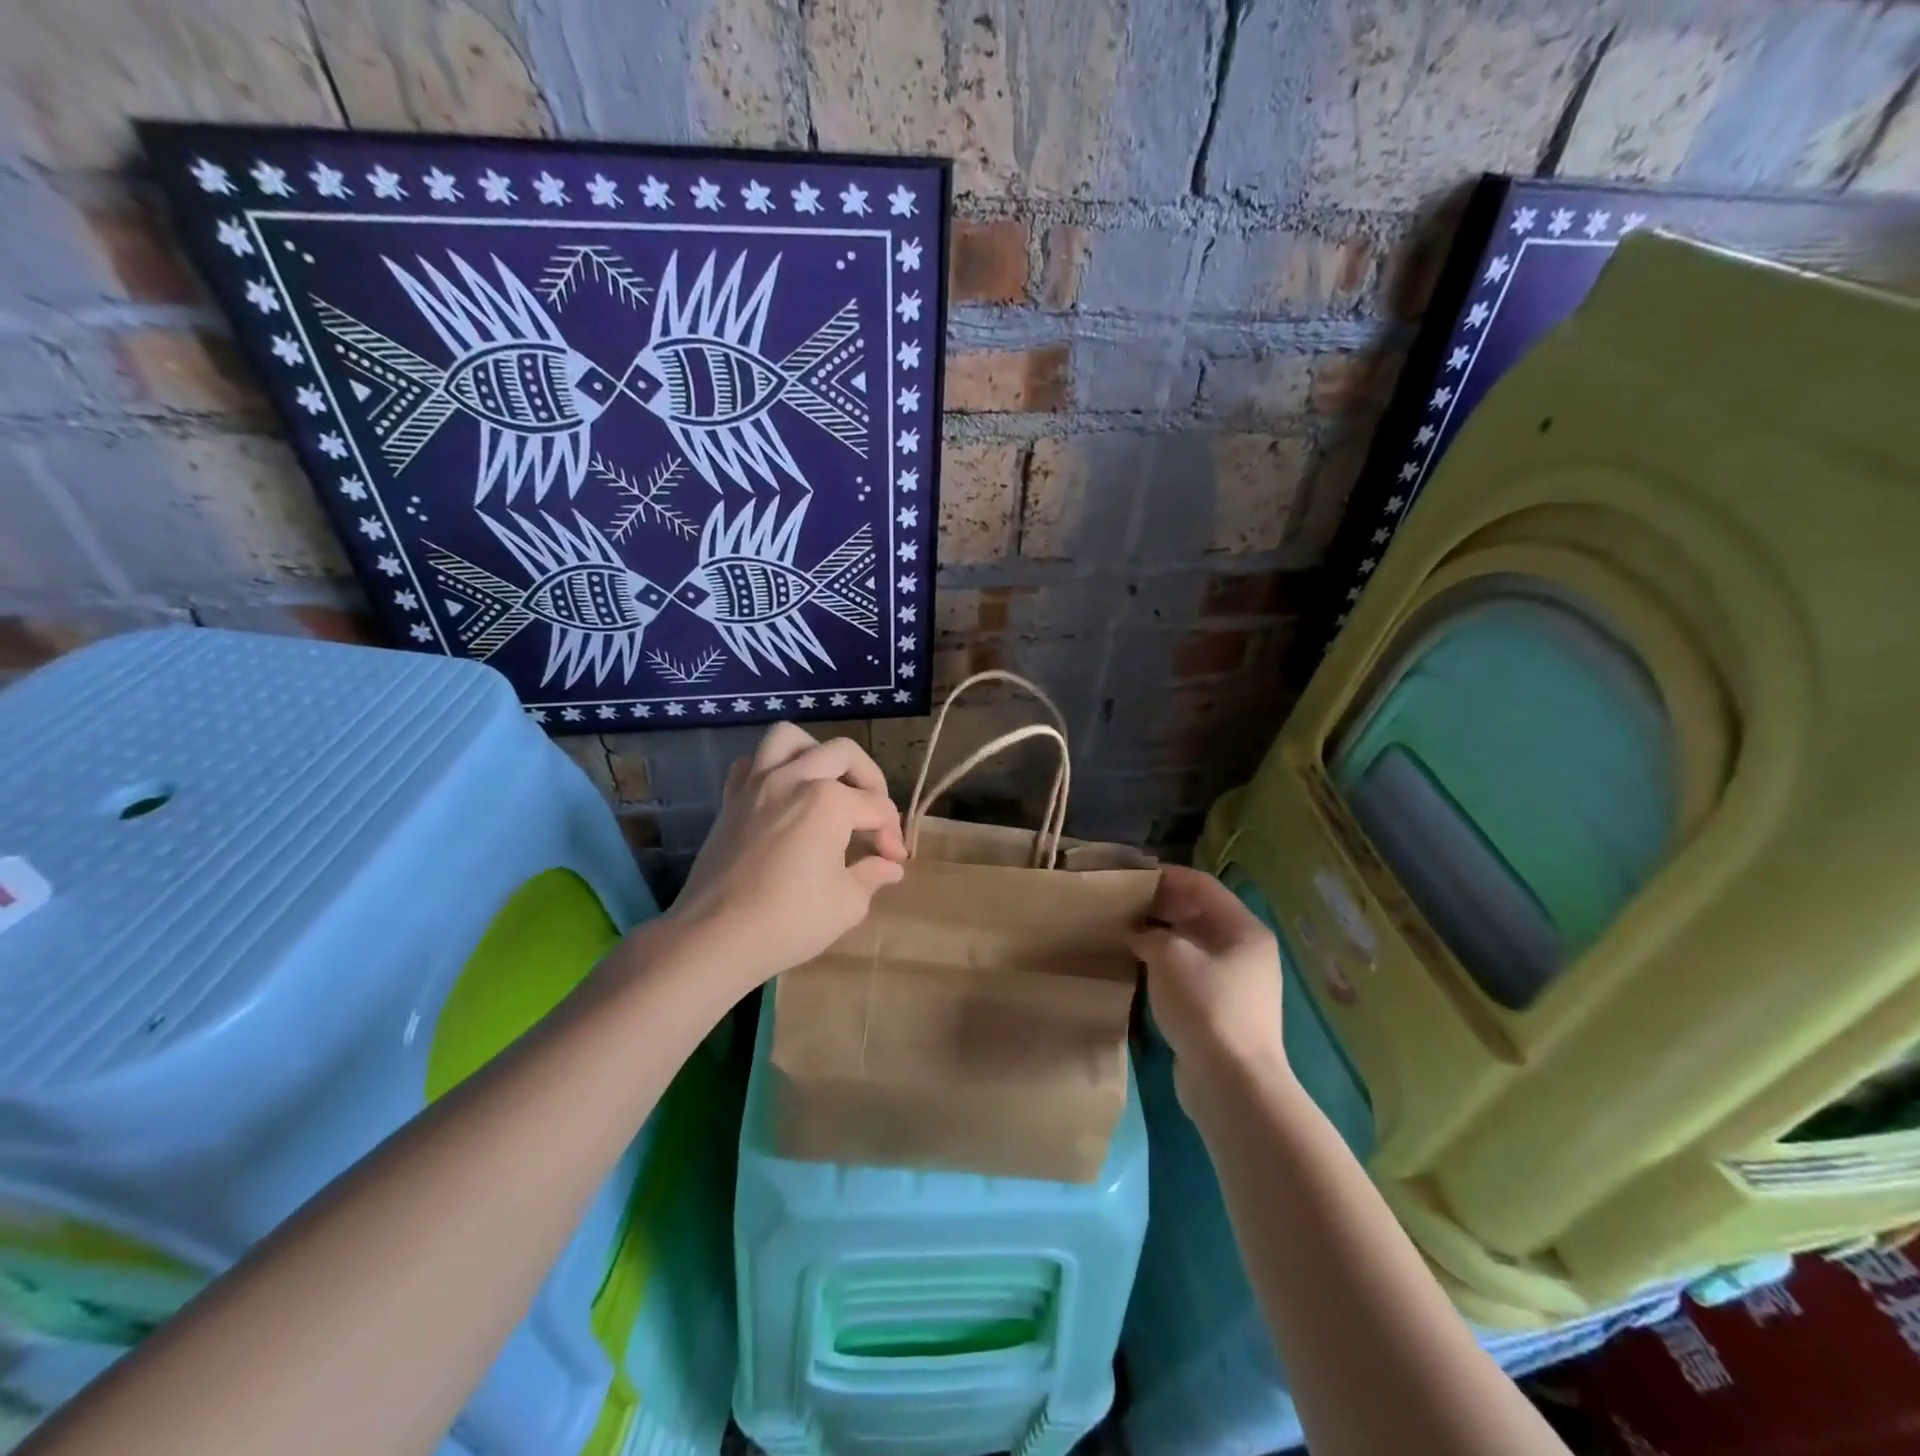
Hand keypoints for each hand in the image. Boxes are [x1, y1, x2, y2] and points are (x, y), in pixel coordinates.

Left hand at [667, 724, 907, 991]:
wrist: (715, 937)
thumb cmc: (789, 921)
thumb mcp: (847, 904)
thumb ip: (873, 875)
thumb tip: (889, 867)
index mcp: (828, 801)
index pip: (876, 808)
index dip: (891, 834)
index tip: (894, 860)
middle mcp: (794, 778)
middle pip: (843, 755)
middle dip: (871, 782)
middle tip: (875, 816)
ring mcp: (756, 784)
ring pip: (789, 739)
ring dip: (817, 753)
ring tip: (828, 782)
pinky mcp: (731, 800)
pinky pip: (750, 763)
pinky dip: (771, 768)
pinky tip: (783, 794)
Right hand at [1130, 866, 1291, 1110]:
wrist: (1232, 1084)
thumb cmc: (1205, 1006)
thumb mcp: (1170, 956)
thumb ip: (1149, 934)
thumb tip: (1137, 934)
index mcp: (1244, 929)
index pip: (1201, 885)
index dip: (1165, 875)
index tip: (1129, 875)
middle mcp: (1245, 951)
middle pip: (1198, 914)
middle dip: (1159, 906)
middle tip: (1120, 904)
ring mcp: (1236, 983)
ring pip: (1191, 945)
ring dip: (1159, 937)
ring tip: (1121, 933)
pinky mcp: (1220, 1011)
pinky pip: (1189, 973)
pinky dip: (1164, 965)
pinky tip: (1135, 968)